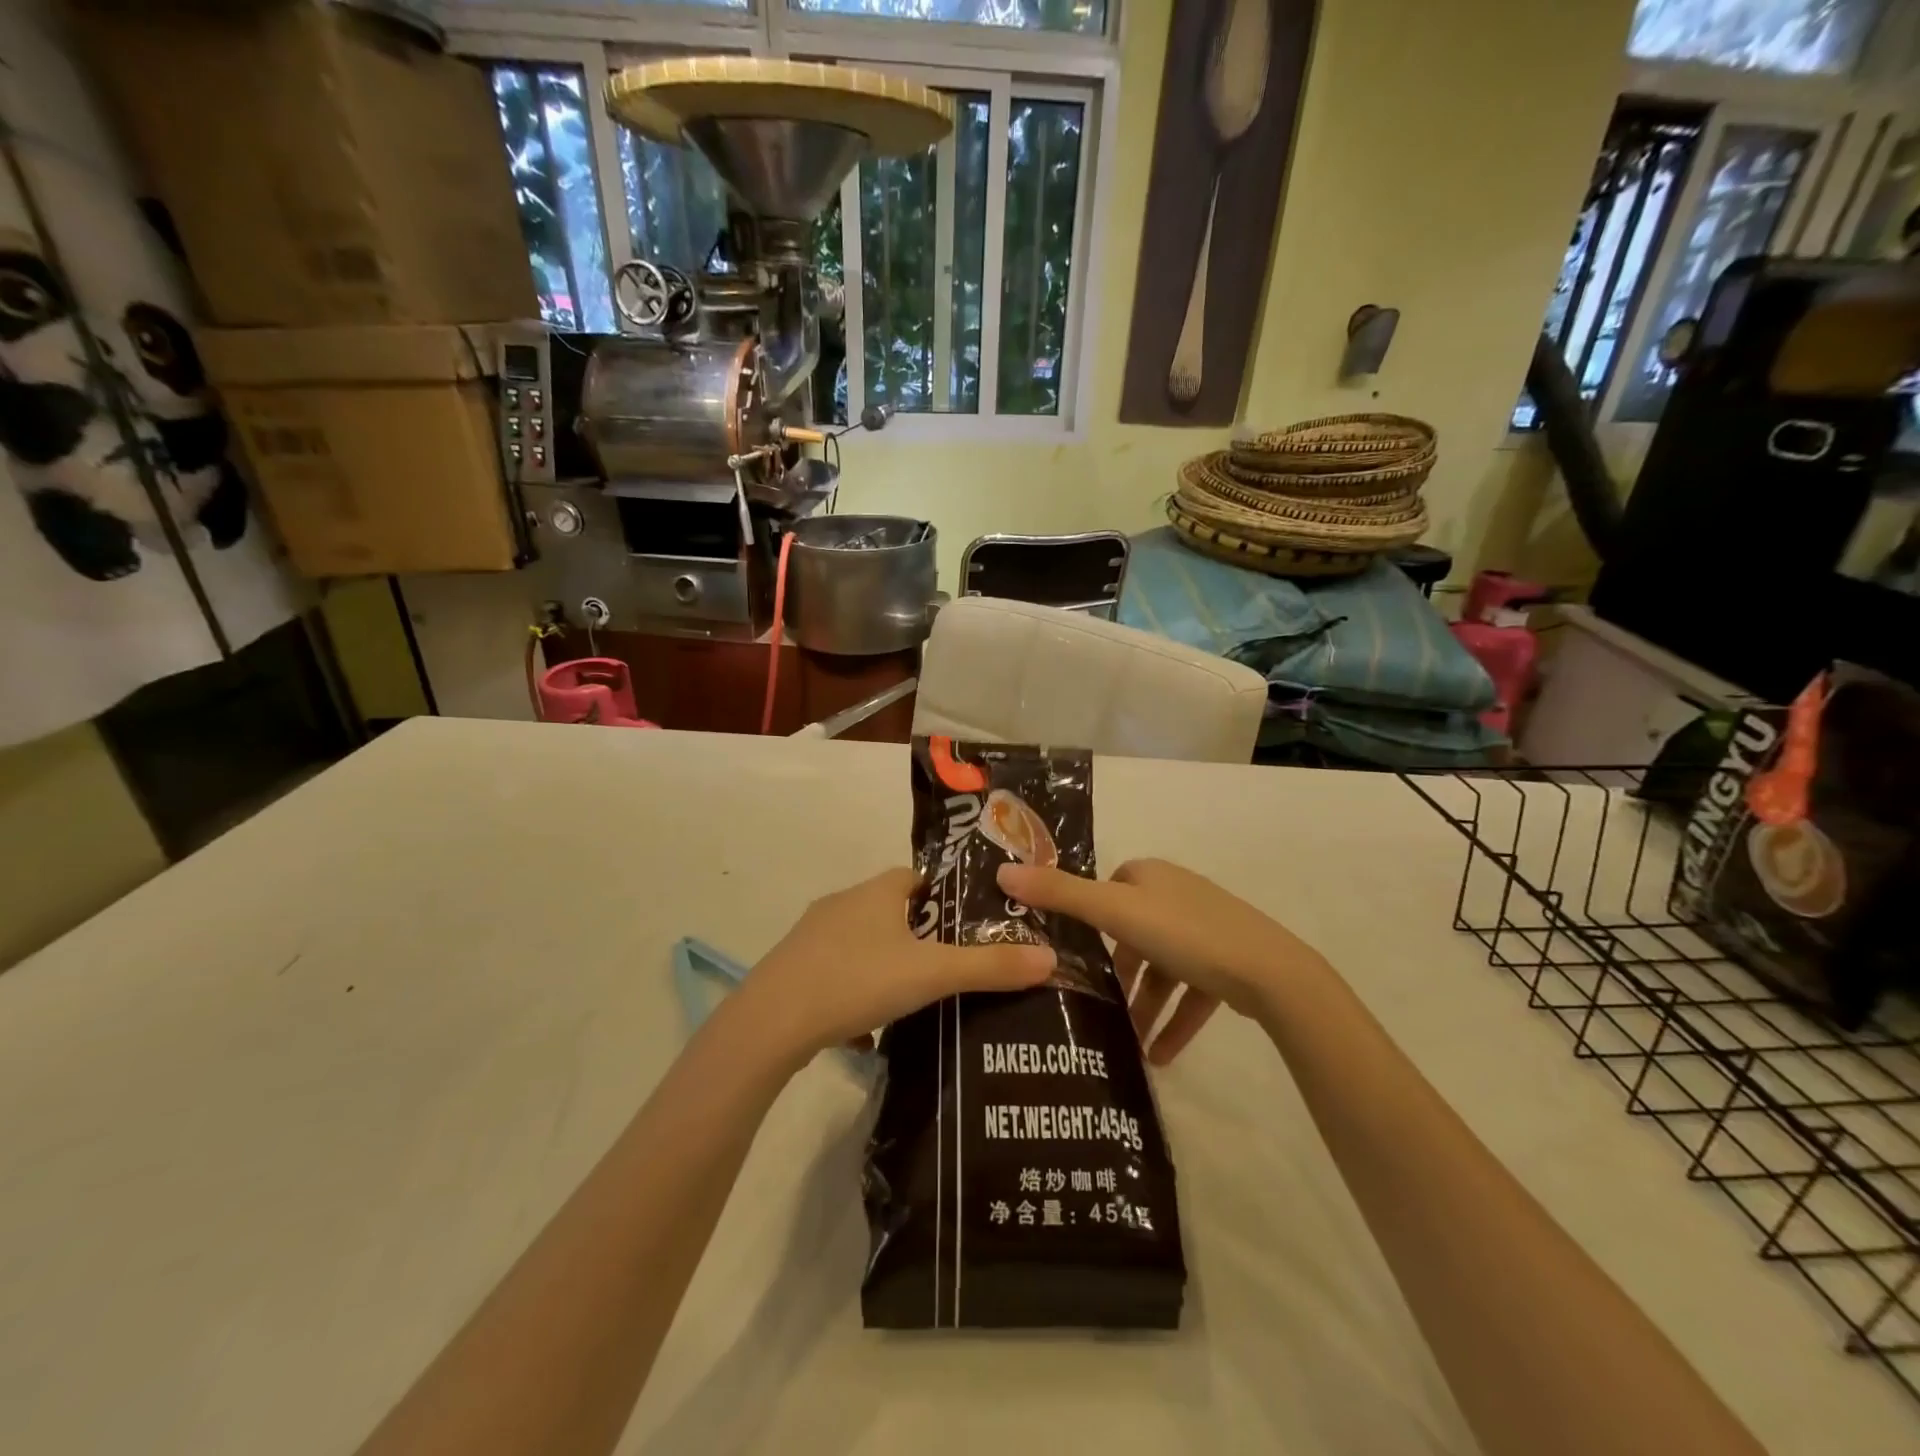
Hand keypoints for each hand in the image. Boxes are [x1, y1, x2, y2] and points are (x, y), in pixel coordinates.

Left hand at [743, 868, 1055, 1060]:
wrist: (771, 1022)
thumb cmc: (857, 980)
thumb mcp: (931, 974)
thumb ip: (989, 967)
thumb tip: (1050, 958)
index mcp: (876, 892)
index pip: (916, 878)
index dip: (943, 897)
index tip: (965, 926)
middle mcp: (842, 903)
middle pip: (889, 910)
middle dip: (918, 935)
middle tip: (947, 967)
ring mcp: (812, 936)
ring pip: (861, 943)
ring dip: (885, 965)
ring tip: (913, 1000)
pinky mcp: (793, 969)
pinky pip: (836, 973)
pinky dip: (855, 993)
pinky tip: (867, 1031)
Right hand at [997, 858, 1326, 1064]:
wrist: (1271, 973)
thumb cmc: (1184, 934)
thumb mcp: (1114, 913)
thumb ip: (1059, 894)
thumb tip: (1002, 870)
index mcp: (1150, 877)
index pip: (1108, 890)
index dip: (1089, 919)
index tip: (1072, 956)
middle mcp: (1177, 895)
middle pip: (1133, 933)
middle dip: (1117, 973)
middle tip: (1096, 1005)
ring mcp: (1206, 930)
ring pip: (1163, 968)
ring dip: (1145, 1005)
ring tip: (1127, 1041)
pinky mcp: (1229, 964)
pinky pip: (1192, 993)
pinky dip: (1175, 1021)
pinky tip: (1160, 1056)